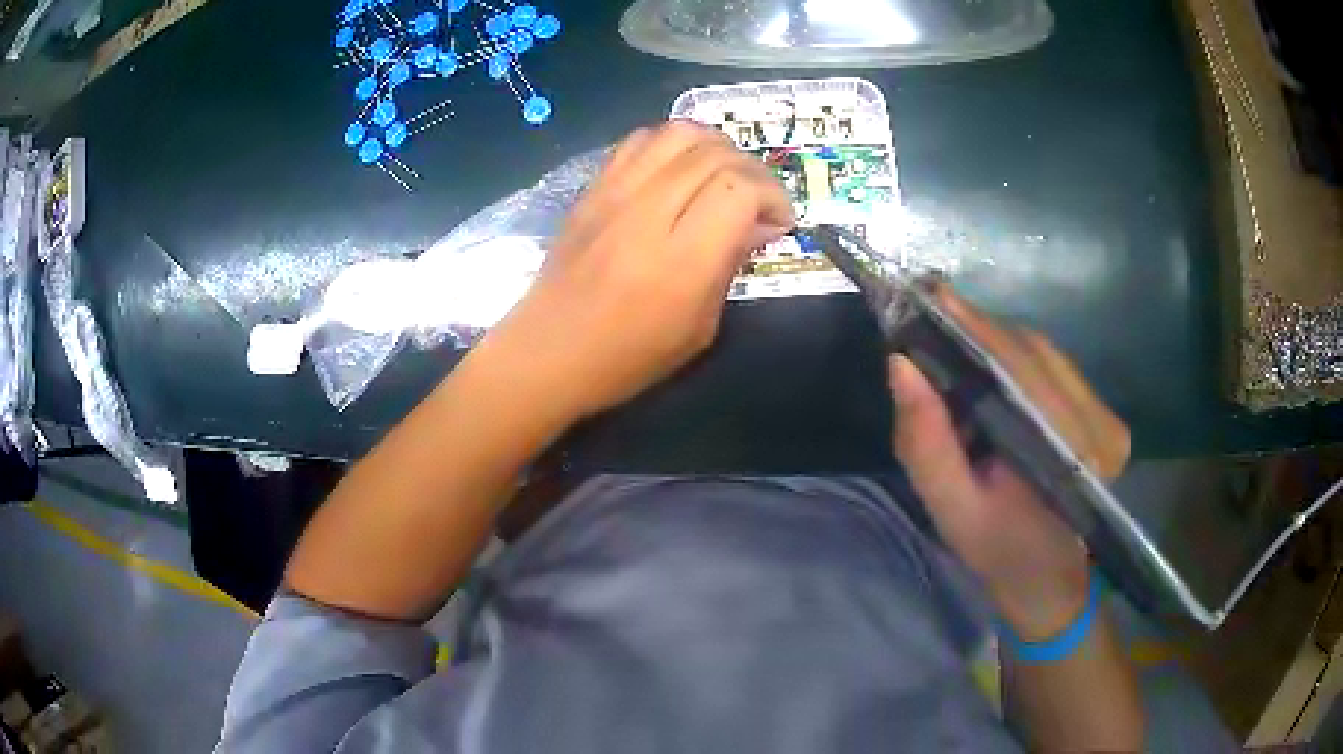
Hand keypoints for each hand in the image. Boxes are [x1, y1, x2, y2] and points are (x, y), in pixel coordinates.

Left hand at [486, 122, 793, 419]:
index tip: (779, 221)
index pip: (739, 188)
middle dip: (753, 171)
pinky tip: (680, 170)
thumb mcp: (698, 329)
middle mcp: (647, 214)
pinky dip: (673, 144)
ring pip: (678, 132)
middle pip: (715, 154)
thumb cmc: (627, 357)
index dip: (773, 195)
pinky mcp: (593, 188)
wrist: (547, 352)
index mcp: (680, 261)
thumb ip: (731, 265)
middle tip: (760, 201)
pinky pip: (640, 140)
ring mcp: (614, 194)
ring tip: (724, 175)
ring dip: (716, 146)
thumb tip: (760, 223)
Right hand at [888, 286, 1129, 639]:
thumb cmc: (999, 552)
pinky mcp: (1104, 414)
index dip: (976, 328)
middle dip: (980, 331)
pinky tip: (987, 368)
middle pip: (1035, 352)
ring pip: (1045, 353)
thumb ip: (926, 442)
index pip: (1023, 370)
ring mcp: (1108, 418)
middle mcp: (1101, 427)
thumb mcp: (951, 508)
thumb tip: (900, 365)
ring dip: (996, 343)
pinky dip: (1016, 358)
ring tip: (951, 342)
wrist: (1047, 580)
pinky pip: (1054, 366)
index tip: (932, 295)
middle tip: (930, 314)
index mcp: (1071, 457)